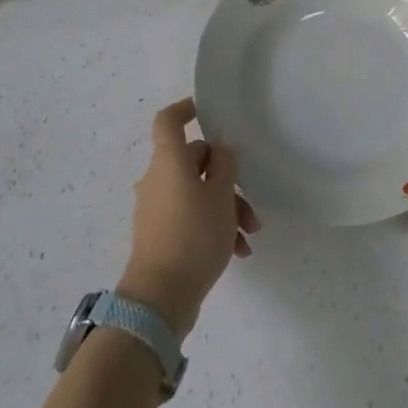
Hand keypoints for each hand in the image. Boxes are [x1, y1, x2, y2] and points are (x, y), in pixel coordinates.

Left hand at [119, 98, 259, 337]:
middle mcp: (157, 179)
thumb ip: (225, 166)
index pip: (168, 121)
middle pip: (193, 161)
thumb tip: (220, 152)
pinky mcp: (159, 234)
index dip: (186, 109)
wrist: (160, 297)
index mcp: (168, 162)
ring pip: (196, 193)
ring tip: (250, 234)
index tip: (207, 111)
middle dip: (227, 179)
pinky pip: (190, 217)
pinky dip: (213, 227)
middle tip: (251, 203)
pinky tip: (237, 251)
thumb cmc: (193, 235)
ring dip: (225, 208)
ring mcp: (156, 208)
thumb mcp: (221, 196)